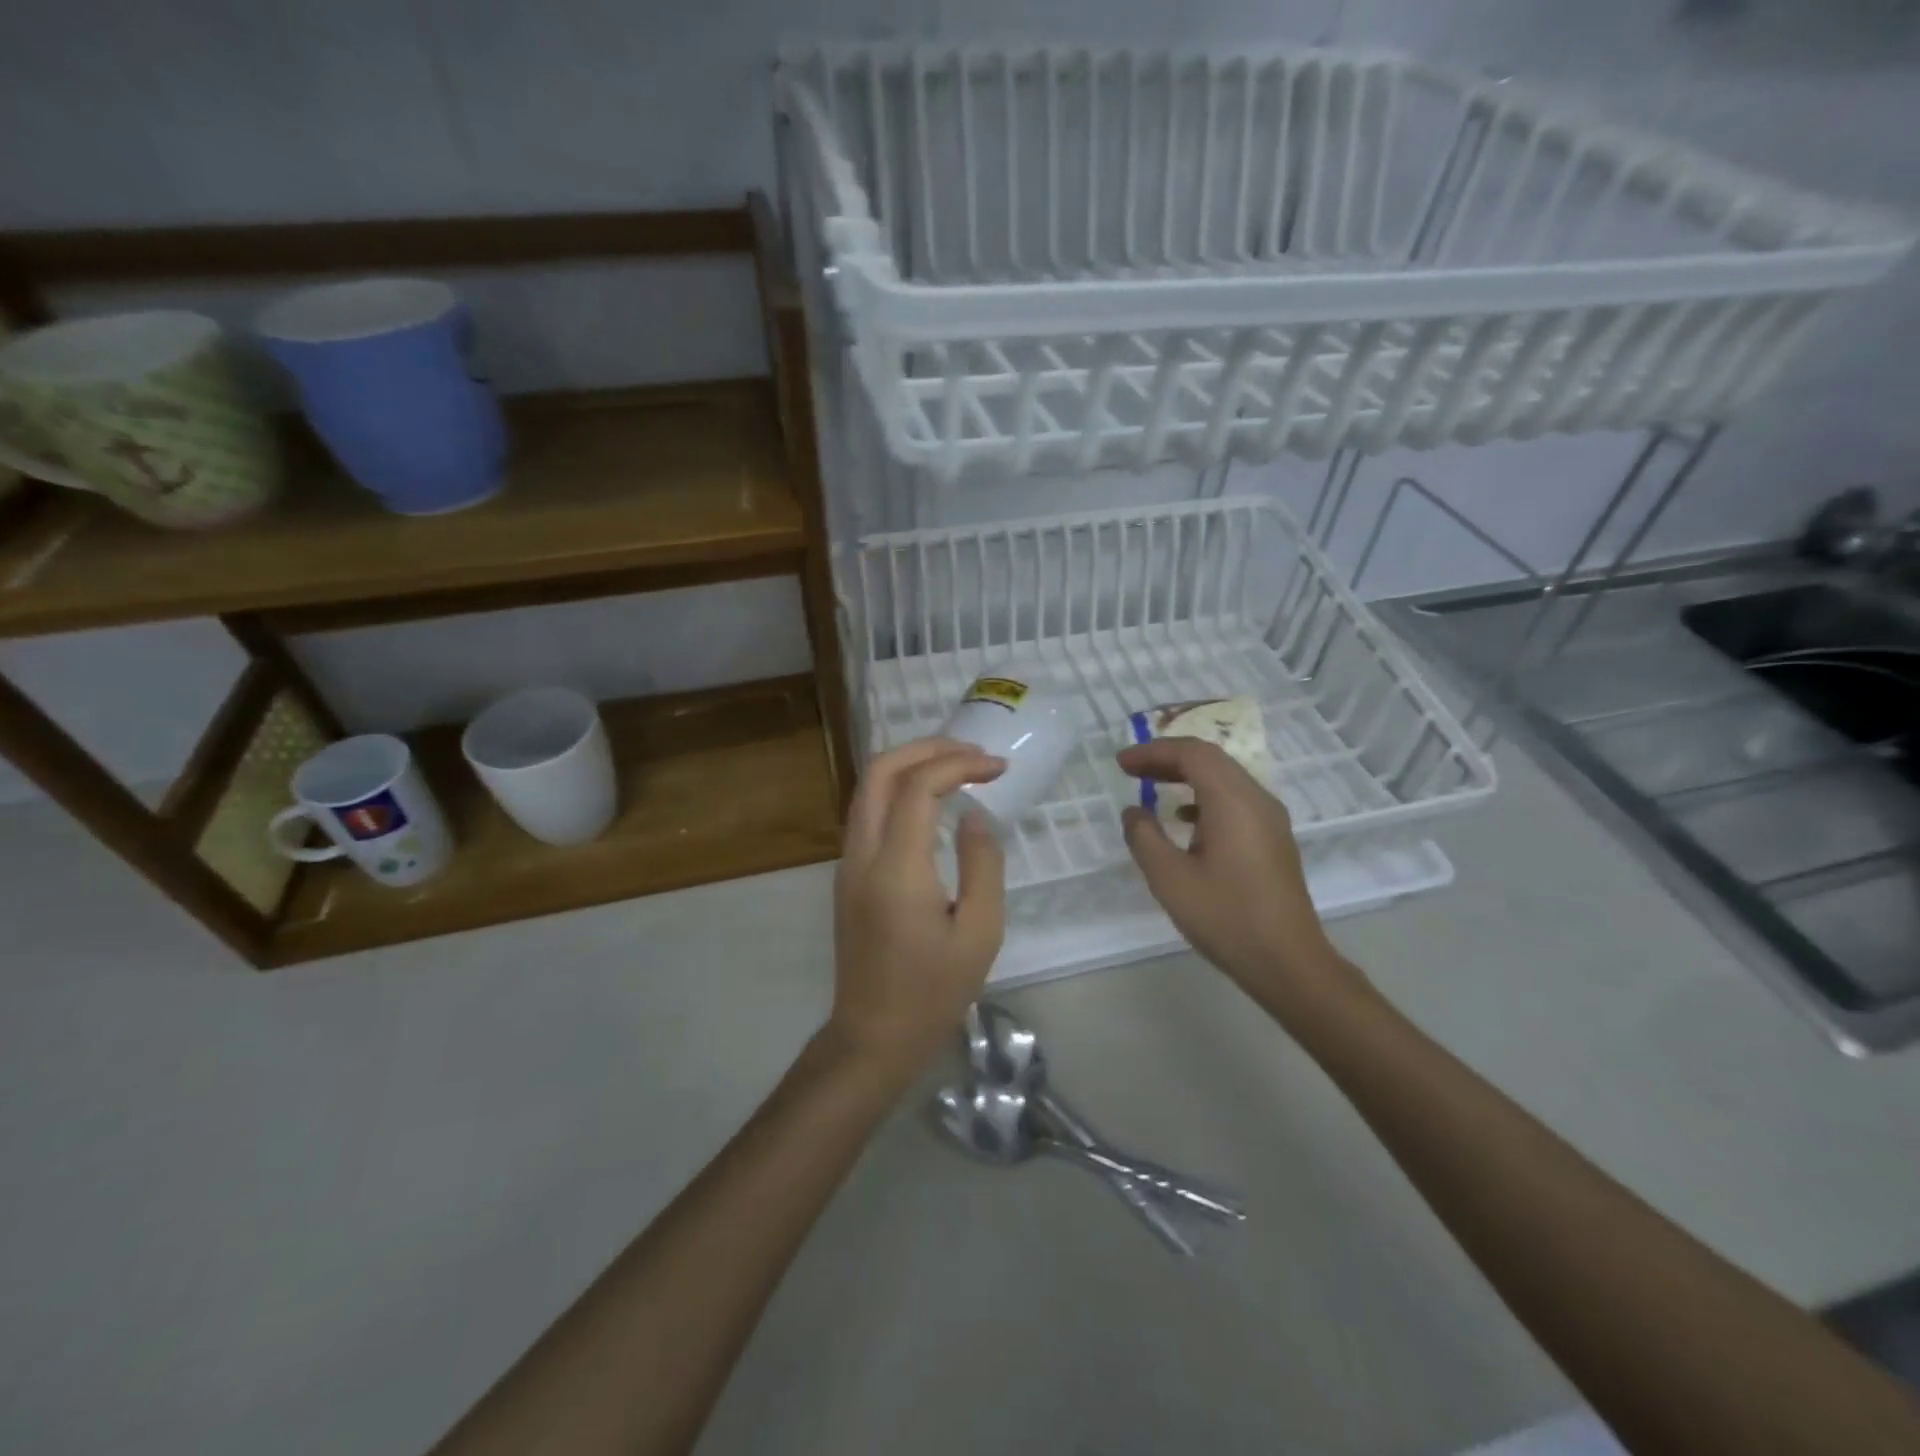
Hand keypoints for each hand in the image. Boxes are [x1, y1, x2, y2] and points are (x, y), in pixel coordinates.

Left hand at [828, 737, 1006, 1079]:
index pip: (919, 787)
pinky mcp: (848, 874)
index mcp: (896, 868)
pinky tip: (932, 799)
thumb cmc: (934, 991)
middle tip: (972, 752)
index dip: (959, 764)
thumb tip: (973, 815)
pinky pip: (869, 811)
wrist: (874, 1035)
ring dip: (910, 764)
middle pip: (880, 771)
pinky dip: (899, 788)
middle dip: (926, 747)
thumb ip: (982, 864)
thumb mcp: (980, 932)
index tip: (998, 767)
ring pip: (868, 788)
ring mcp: (848, 863)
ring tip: (957, 765)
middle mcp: (862, 854)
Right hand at [1117, 737, 1364, 1019]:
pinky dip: (1204, 796)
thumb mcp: (1170, 879)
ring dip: (1187, 775)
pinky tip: (1184, 818)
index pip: (1192, 754)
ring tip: (1151, 787)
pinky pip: (1236, 800)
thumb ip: (1145, 837)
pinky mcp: (1274, 839)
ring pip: (1225, 778)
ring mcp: (1271, 819)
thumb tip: (1134, 811)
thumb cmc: (1226, 918)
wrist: (1289, 963)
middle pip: (1211, 759)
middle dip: (1168, 758)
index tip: (1121, 763)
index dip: (1153, 752)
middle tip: (1131, 769)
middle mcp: (1257, 799)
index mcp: (1233, 801)